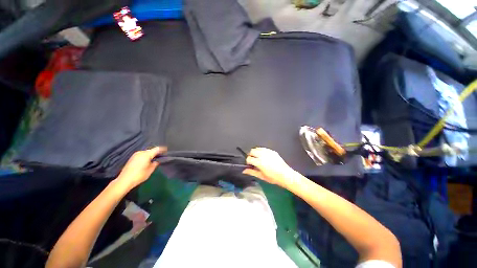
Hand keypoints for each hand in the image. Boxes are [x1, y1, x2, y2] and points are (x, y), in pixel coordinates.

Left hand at [116, 147, 166, 189]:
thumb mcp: (150, 170)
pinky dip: (145, 157)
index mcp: (146, 154)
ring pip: (146, 153)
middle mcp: (141, 152)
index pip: (157, 149)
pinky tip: (147, 161)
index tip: (166, 151)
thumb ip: (155, 163)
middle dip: (156, 153)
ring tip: (154, 159)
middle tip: (161, 156)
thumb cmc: (139, 175)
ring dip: (150, 155)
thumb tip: (157, 161)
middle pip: (151, 150)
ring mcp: (135, 155)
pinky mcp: (132, 158)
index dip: (162, 149)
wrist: (124, 180)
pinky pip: (141, 155)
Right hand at [242, 148, 295, 188]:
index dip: (248, 162)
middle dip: (251, 155)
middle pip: (252, 151)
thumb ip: (252, 172)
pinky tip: (264, 156)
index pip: (249, 158)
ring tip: (258, 158)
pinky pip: (264, 148)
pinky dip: (261, 151)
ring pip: (257, 148)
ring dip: (255, 152)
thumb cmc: (273, 177)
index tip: (250, 165)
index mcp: (259, 162)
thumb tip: (244, 170)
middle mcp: (262, 155)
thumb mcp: (261, 176)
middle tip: (253, 161)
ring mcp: (268, 152)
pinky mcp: (272, 151)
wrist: (285, 175)